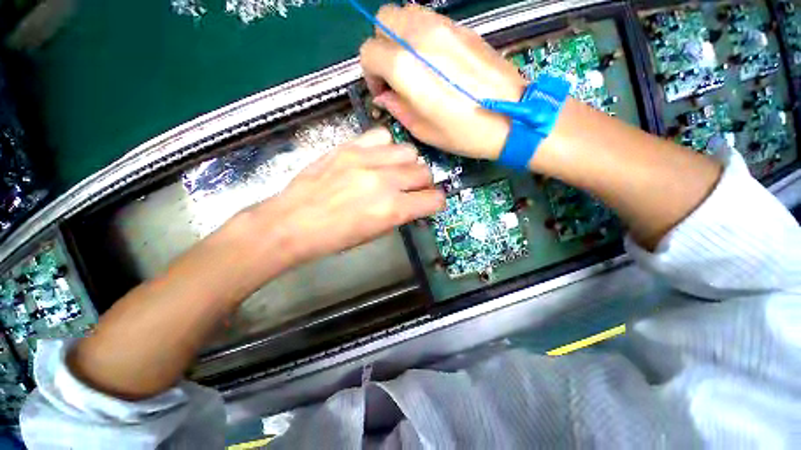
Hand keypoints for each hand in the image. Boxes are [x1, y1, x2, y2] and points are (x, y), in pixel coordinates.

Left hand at [249, 128, 444, 267]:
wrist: (292, 223)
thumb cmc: (334, 238)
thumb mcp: (374, 233)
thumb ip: (399, 214)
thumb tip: (413, 202)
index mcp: (392, 210)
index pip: (434, 199)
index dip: (436, 202)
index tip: (431, 203)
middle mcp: (385, 181)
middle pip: (424, 172)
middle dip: (423, 183)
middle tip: (412, 189)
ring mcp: (366, 160)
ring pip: (408, 151)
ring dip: (408, 163)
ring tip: (395, 171)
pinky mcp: (349, 147)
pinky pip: (382, 136)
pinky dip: (386, 147)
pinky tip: (377, 158)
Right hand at [359, 4, 525, 159]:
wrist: (511, 117)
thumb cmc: (463, 131)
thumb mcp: (423, 130)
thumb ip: (397, 107)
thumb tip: (384, 95)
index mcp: (407, 67)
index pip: (369, 52)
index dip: (369, 74)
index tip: (381, 92)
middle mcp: (421, 37)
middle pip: (383, 20)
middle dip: (381, 47)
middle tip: (392, 75)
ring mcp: (444, 27)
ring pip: (405, 13)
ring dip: (399, 37)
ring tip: (411, 66)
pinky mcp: (461, 28)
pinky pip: (428, 19)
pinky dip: (419, 35)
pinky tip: (431, 60)